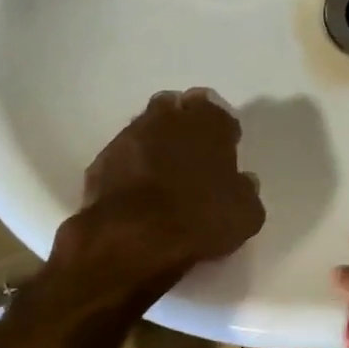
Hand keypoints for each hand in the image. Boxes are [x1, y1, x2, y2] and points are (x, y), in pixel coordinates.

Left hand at [53, 89, 264, 291]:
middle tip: (193, 156)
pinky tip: (140, 193)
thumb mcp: (246, 214)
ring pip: (147, 130)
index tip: (225, 151)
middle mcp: (166, 118)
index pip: (217, 111)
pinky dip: (132, 168)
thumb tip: (242, 182)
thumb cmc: (201, 219)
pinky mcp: (102, 161)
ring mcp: (129, 136)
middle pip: (176, 110)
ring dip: (156, 145)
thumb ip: (246, 191)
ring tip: (165, 176)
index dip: (222, 131)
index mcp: (207, 122)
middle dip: (184, 126)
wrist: (133, 238)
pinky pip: (124, 157)